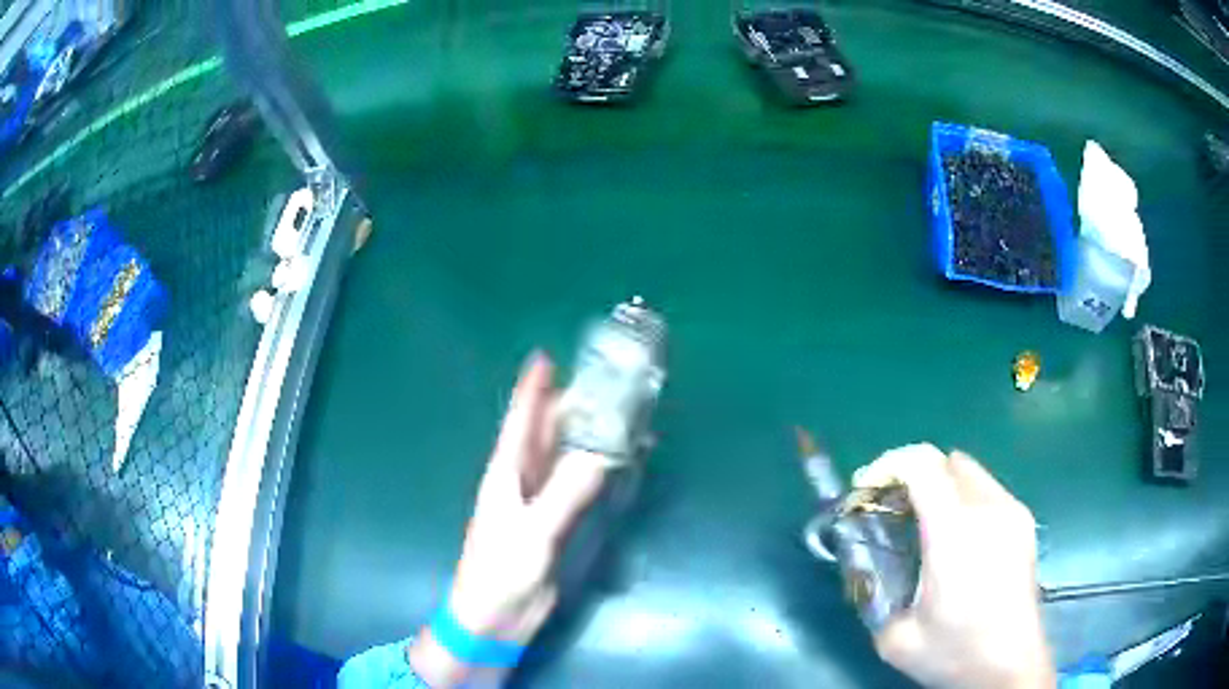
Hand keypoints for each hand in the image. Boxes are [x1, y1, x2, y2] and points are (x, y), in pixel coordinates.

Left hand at [409, 353, 606, 686]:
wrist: (494, 617)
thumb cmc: (501, 571)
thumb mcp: (533, 532)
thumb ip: (566, 494)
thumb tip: (602, 455)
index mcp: (506, 473)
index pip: (519, 421)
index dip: (531, 389)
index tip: (544, 358)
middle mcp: (521, 481)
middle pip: (544, 434)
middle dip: (568, 407)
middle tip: (602, 383)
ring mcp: (537, 503)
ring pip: (561, 458)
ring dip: (584, 437)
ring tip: (615, 416)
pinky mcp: (552, 525)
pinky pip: (575, 487)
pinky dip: (593, 471)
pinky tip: (615, 464)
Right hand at [854, 444, 1054, 688]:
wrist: (1011, 666)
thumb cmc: (955, 653)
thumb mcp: (896, 638)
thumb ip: (876, 595)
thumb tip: (867, 568)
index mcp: (954, 533)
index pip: (922, 464)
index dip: (888, 464)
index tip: (867, 487)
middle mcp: (988, 509)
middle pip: (946, 460)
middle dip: (913, 475)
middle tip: (894, 509)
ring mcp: (1012, 512)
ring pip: (970, 471)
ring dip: (941, 485)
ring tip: (926, 525)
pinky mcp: (1025, 522)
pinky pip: (988, 489)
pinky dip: (964, 498)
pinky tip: (958, 539)